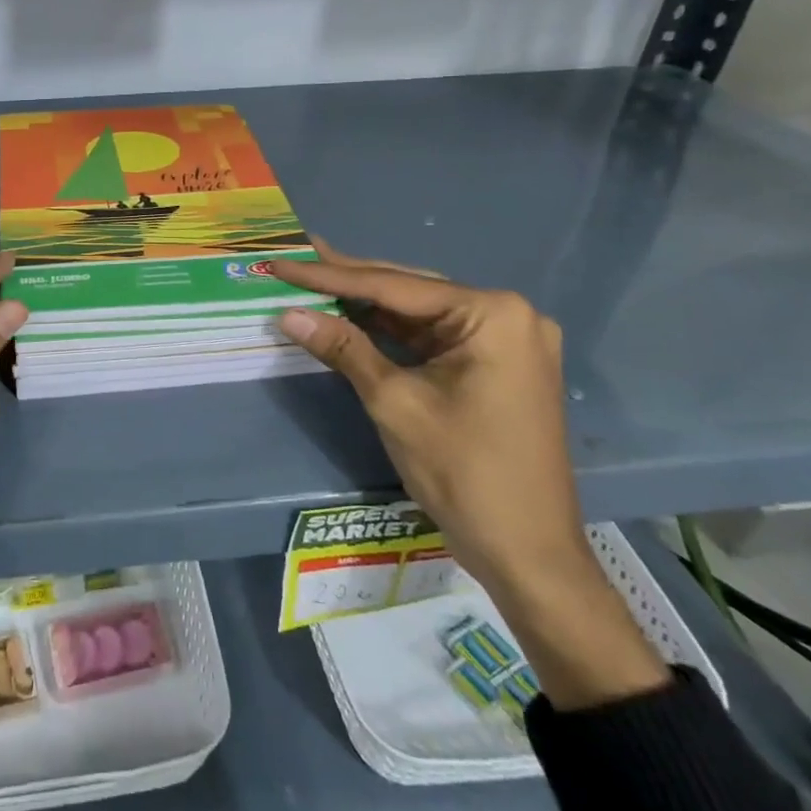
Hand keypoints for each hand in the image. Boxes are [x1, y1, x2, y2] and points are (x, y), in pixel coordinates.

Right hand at [272, 238, 585, 594]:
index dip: (330, 275)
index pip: (394, 286)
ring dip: (367, 304)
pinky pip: (433, 337)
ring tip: (313, 278)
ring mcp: (505, 340)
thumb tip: (288, 313)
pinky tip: (352, 316)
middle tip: (296, 258)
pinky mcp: (496, 364)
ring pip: (419, 313)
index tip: (283, 263)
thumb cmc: (463, 472)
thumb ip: (343, 348)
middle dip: (349, 279)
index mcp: (492, 314)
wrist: (527, 553)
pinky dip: (391, 332)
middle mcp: (506, 314)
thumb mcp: (395, 402)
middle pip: (409, 290)